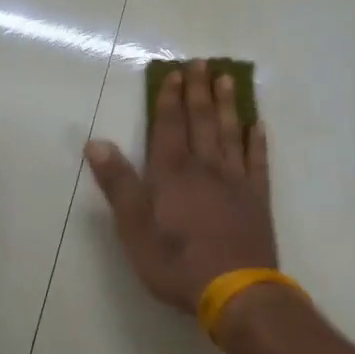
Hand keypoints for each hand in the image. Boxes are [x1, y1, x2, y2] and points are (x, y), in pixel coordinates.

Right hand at [84, 60, 275, 312]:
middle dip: (199, 91)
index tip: (174, 73)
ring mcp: (235, 182)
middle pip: (202, 121)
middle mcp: (205, 168)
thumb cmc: (175, 262)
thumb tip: (96, 142)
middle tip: (202, 63)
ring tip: (228, 79)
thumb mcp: (133, 227)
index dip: (170, 99)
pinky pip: (258, 162)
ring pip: (231, 133)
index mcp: (172, 173)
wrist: (234, 290)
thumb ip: (118, 183)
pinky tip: (258, 126)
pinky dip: (257, 141)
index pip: (168, 126)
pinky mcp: (258, 199)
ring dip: (228, 105)